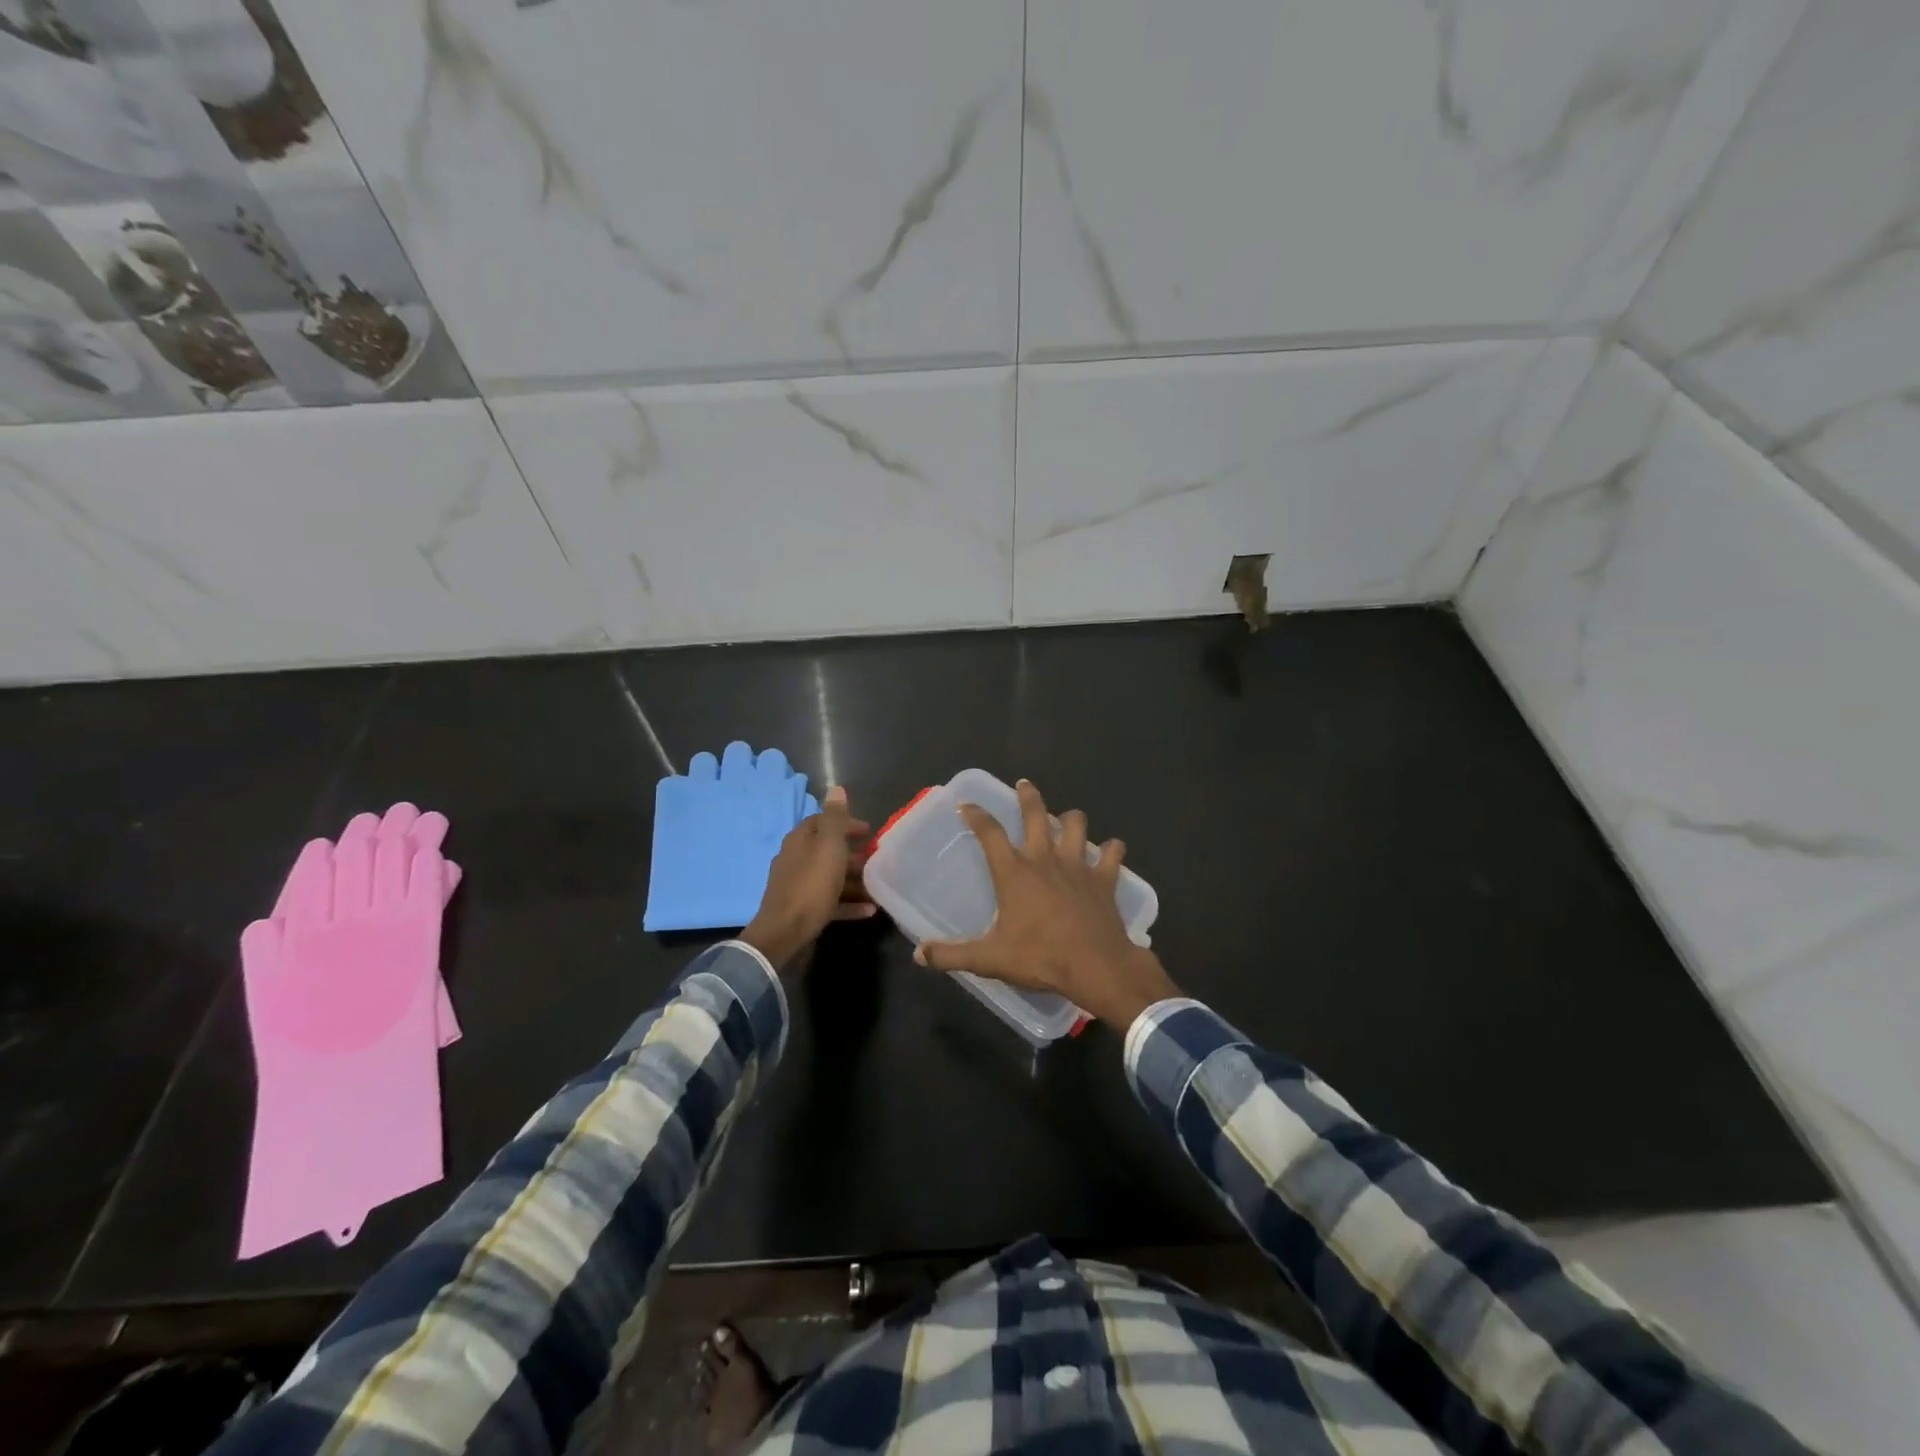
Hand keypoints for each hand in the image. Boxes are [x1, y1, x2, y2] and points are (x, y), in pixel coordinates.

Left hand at [741, 786, 873, 968]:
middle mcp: (795, 860)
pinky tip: (869, 910)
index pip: (822, 822)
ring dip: (854, 880)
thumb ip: (835, 818)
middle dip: (853, 853)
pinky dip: (849, 903)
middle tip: (876, 858)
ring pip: (830, 877)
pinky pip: (830, 902)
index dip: (846, 823)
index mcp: (799, 841)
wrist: (784, 933)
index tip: (868, 830)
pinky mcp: (802, 910)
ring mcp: (797, 886)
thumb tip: (836, 787)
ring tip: (877, 884)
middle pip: (827, 850)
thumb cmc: (811, 885)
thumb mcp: (828, 846)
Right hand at [916, 779, 1178, 1028]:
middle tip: (1024, 784)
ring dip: (1071, 819)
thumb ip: (951, 955)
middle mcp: (1045, 859)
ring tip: (1067, 818)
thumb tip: (919, 954)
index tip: (967, 805)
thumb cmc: (1040, 957)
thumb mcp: (989, 959)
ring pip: (1076, 826)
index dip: (976, 815)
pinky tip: (1112, 850)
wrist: (1096, 967)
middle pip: (1035, 815)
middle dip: (1028, 797)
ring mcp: (1078, 866)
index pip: (989, 833)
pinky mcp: (1105, 879)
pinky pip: (1112, 854)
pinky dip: (1112, 850)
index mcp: (1014, 872)